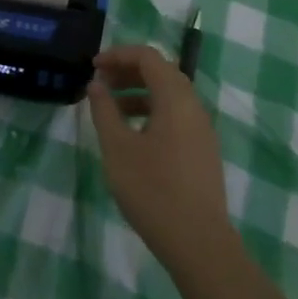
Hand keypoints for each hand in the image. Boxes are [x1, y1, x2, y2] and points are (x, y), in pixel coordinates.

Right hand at [87, 44, 232, 270]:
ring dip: (140, 92)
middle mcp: (193, 105)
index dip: (118, 55)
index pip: (148, 56)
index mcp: (175, 97)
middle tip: (101, 84)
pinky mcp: (203, 150)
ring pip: (170, 95)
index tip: (94, 66)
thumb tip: (96, 84)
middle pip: (161, 71)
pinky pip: (177, 115)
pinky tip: (134, 135)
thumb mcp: (118, 148)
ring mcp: (202, 129)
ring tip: (112, 109)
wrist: (199, 244)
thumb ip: (105, 110)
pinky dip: (153, 111)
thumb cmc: (153, 190)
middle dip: (129, 71)